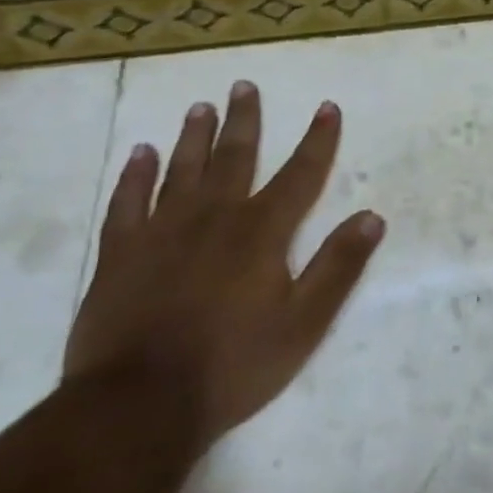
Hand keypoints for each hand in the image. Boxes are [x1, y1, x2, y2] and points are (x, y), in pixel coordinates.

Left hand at [64, 81, 384, 451]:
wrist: (138, 406)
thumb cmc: (233, 365)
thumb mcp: (303, 324)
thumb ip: (338, 267)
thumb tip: (372, 217)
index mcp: (261, 232)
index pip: (300, 174)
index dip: (317, 140)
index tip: (326, 107)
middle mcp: (214, 217)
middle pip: (235, 157)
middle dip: (244, 120)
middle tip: (243, 85)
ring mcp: (162, 232)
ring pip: (181, 170)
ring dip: (193, 137)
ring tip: (199, 107)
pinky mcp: (120, 254)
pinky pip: (127, 203)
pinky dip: (133, 176)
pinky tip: (139, 154)